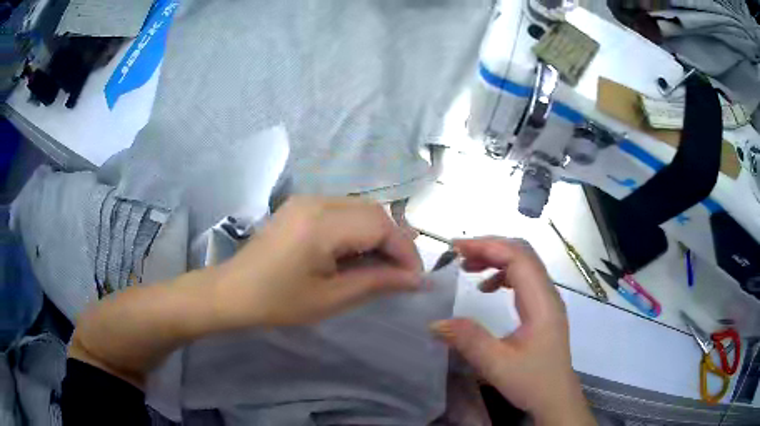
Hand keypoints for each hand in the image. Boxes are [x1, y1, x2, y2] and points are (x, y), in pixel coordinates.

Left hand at [215, 196, 422, 327]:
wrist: (232, 292)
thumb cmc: (277, 302)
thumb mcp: (331, 298)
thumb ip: (377, 282)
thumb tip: (415, 279)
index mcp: (321, 224)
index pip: (381, 225)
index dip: (404, 250)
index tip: (415, 278)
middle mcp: (316, 201)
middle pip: (374, 211)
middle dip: (394, 241)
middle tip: (401, 273)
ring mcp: (306, 199)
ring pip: (360, 208)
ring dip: (378, 234)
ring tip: (383, 266)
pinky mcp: (300, 205)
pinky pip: (342, 210)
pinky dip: (359, 230)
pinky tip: (357, 253)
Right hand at [430, 237, 593, 424]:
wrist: (556, 398)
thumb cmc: (532, 382)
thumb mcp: (497, 365)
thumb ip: (469, 340)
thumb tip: (435, 322)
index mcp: (542, 302)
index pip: (518, 257)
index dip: (488, 246)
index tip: (456, 248)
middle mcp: (548, 295)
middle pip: (523, 254)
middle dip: (490, 247)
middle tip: (458, 253)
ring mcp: (548, 301)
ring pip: (524, 264)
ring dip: (496, 259)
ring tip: (468, 267)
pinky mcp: (543, 310)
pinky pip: (524, 280)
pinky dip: (503, 275)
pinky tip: (486, 289)